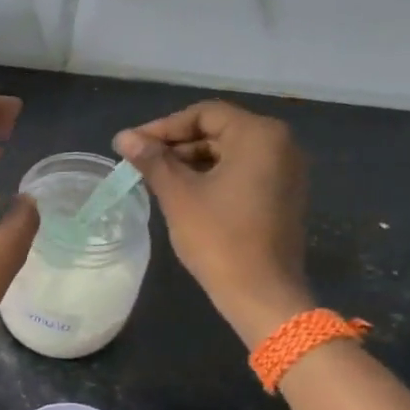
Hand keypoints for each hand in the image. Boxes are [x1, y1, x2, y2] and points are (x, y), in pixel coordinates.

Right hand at [114, 100, 312, 346]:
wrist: (262, 295)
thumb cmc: (219, 239)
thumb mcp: (179, 195)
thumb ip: (152, 160)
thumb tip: (123, 137)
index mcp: (259, 135)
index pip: (203, 114)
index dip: (163, 127)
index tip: (133, 146)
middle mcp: (281, 144)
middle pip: (218, 130)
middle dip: (177, 145)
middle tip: (141, 163)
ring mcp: (286, 171)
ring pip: (229, 152)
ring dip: (192, 162)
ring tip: (156, 179)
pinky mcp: (283, 194)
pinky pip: (243, 172)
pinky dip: (213, 177)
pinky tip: (184, 193)